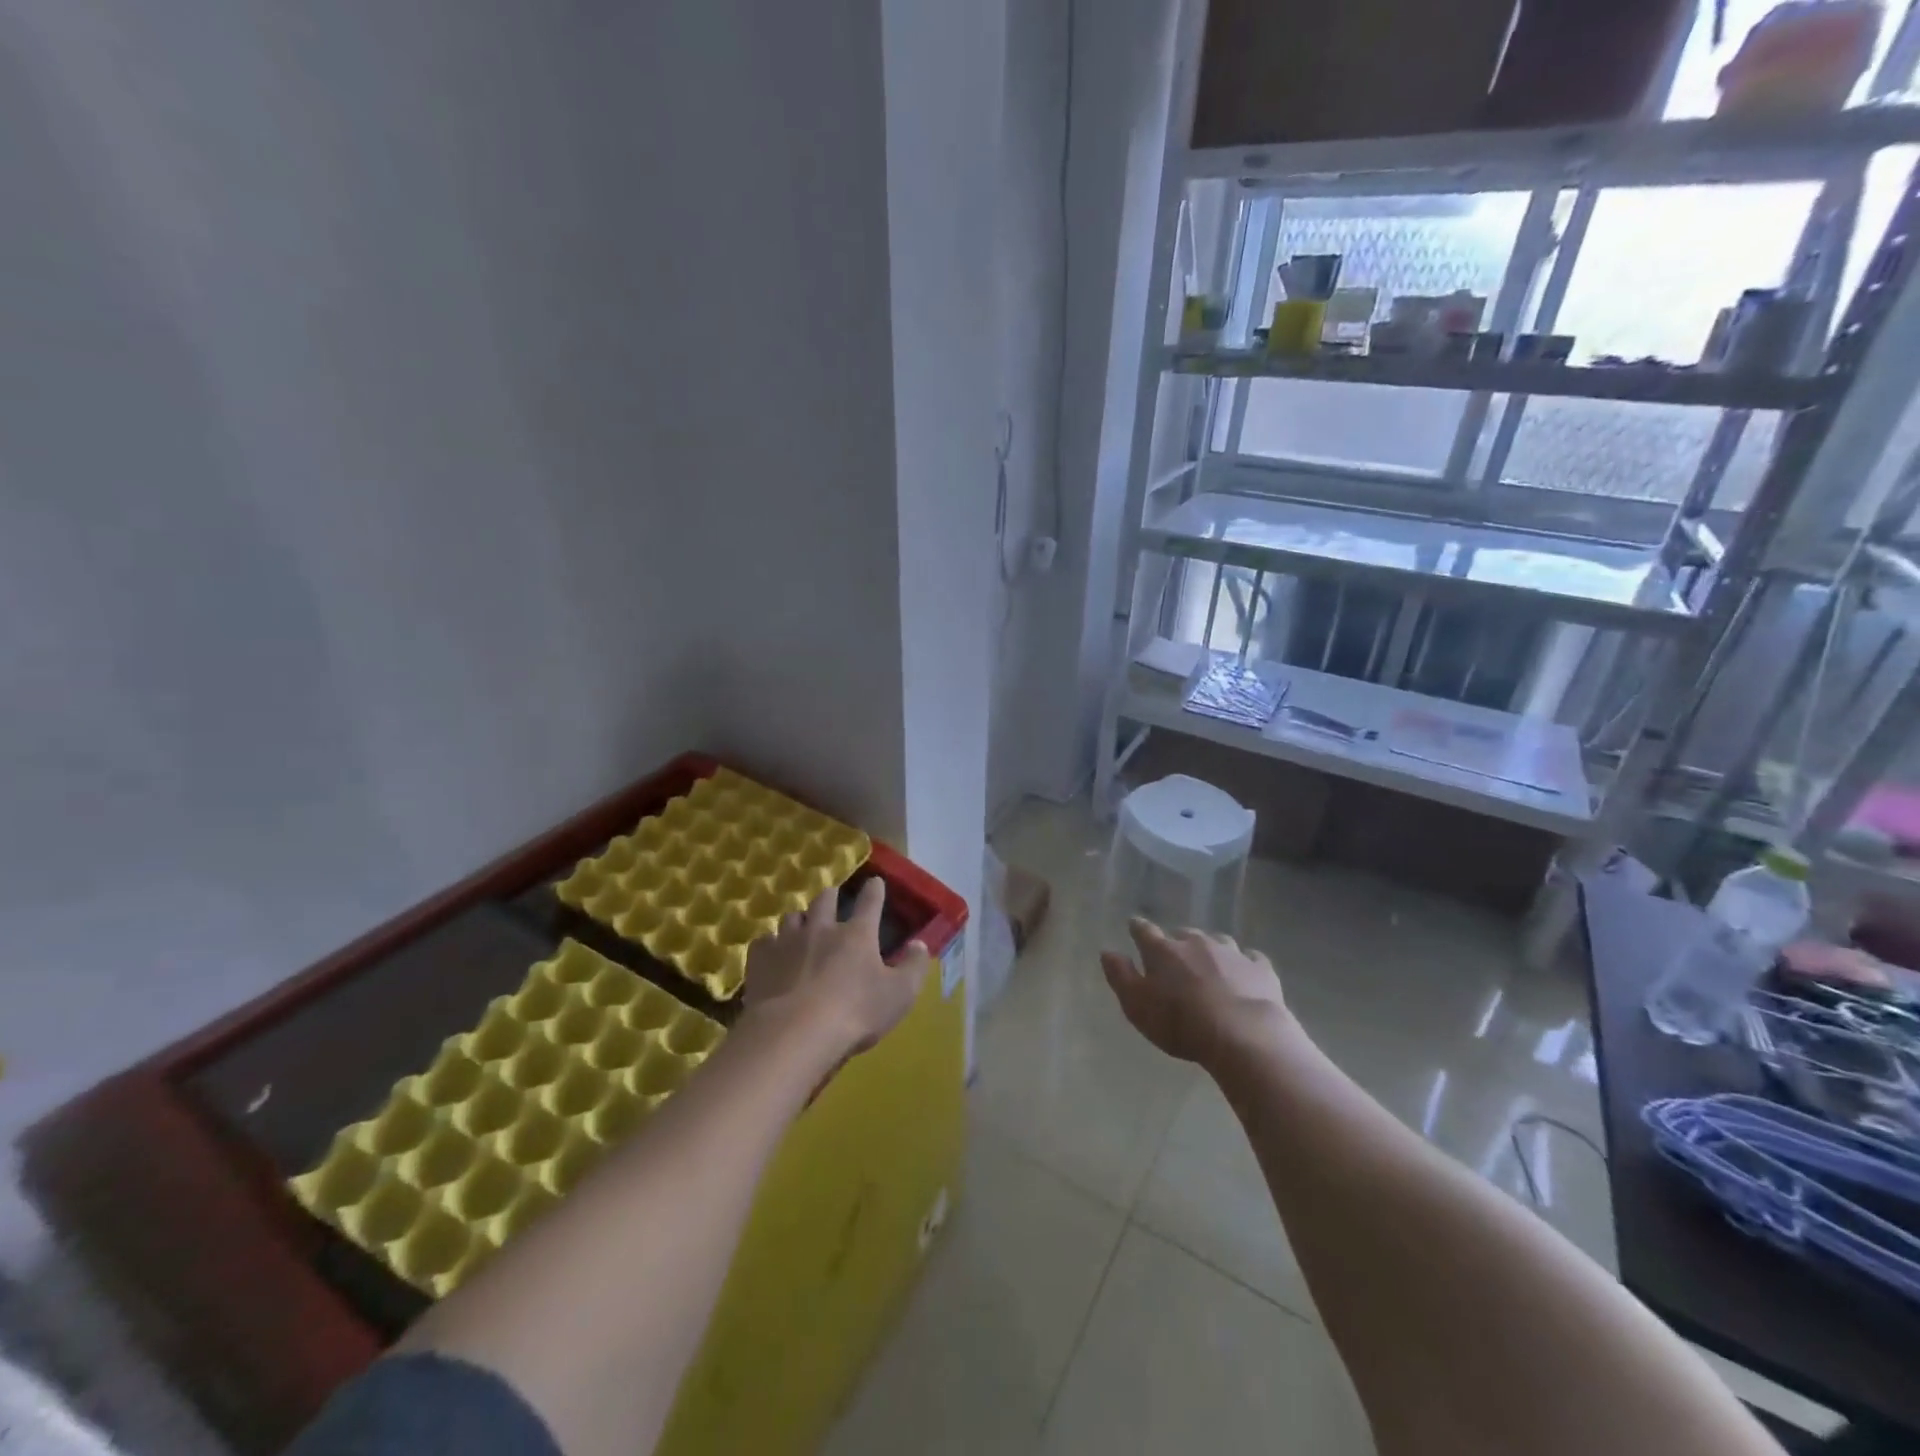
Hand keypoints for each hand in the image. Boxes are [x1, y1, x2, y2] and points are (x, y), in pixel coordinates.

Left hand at [743, 878, 929, 1057]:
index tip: (876, 881)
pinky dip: (770, 944)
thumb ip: (913, 967)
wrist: (794, 1034)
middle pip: (825, 900)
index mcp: (857, 934)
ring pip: (792, 916)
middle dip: (831, 896)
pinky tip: (771, 953)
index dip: (875, 890)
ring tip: (801, 926)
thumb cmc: (854, 1014)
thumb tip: (920, 944)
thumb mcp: (899, 995)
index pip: (870, 902)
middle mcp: (822, 928)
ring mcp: (787, 941)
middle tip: (833, 897)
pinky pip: (764, 942)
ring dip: (800, 919)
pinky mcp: (760, 960)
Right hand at [1101, 918, 1293, 1070]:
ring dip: (1211, 950)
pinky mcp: (1260, 968)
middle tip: (1176, 958)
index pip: (1144, 931)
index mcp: (1163, 951)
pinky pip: (1251, 957)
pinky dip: (1245, 963)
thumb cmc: (1180, 1022)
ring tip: (1210, 965)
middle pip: (1183, 934)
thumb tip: (1107, 952)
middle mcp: (1196, 942)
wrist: (1244, 1035)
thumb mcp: (1137, 1006)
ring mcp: (1231, 952)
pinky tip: (1245, 973)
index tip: (1134, 926)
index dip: (1137, 928)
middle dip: (1177, 942)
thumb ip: (1121, 976)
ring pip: (1217, 942)